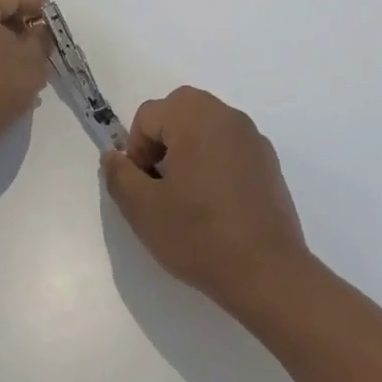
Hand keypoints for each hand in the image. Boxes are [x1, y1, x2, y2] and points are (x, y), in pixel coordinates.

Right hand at [102, 86, 311, 314]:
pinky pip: (230, 145)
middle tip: (161, 183)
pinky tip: (217, 202)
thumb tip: (113, 156)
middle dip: (162, 139)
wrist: (268, 273)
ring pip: (206, 124)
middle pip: (180, 109)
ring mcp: (252, 137)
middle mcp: (226, 116)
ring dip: (188, 146)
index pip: (149, 115)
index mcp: (195, 117)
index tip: (143, 186)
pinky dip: (215, 159)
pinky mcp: (269, 161)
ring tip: (187, 194)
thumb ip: (120, 176)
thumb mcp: (143, 210)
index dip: (136, 149)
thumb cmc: (199, 235)